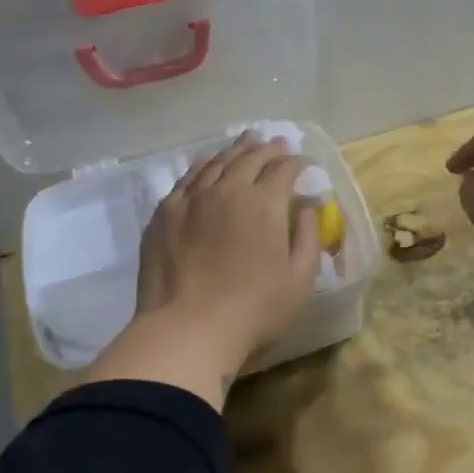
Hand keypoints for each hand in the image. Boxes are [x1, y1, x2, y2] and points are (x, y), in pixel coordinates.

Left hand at [133, 132, 322, 377]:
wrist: (188, 329)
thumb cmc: (254, 309)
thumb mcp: (300, 279)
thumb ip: (308, 237)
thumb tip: (307, 208)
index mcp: (264, 203)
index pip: (284, 169)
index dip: (298, 163)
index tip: (305, 164)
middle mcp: (228, 189)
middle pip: (250, 157)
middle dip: (268, 148)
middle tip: (278, 144)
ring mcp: (192, 198)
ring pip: (217, 162)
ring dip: (236, 150)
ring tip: (247, 143)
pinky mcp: (165, 212)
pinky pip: (187, 178)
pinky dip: (203, 165)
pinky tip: (207, 164)